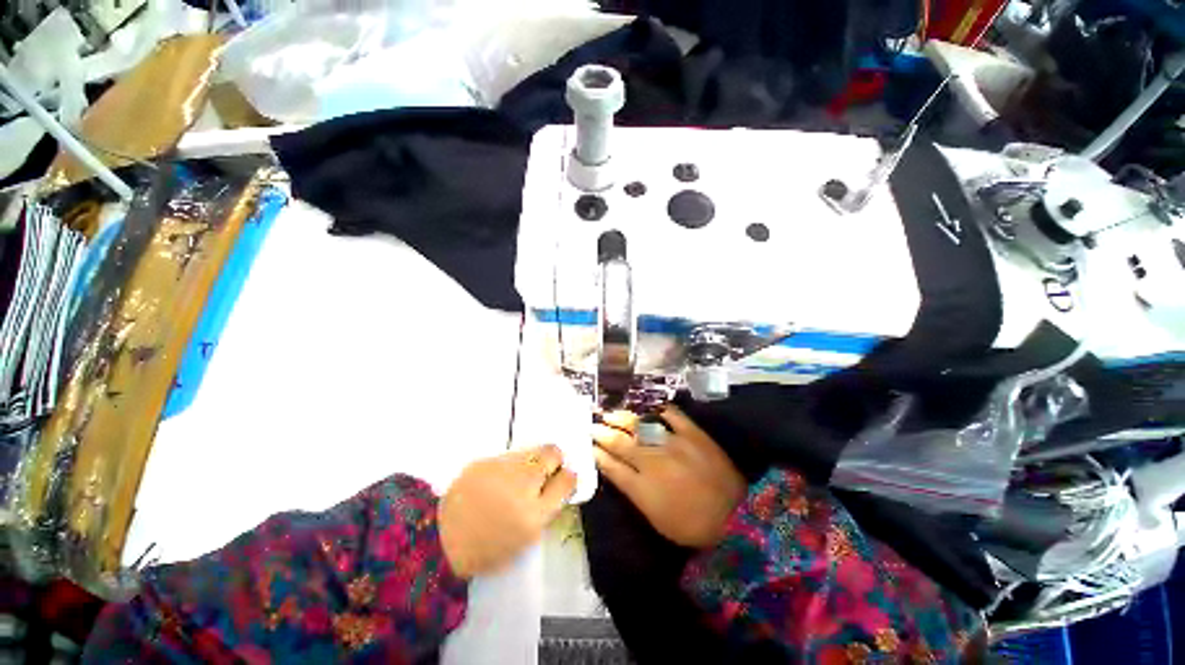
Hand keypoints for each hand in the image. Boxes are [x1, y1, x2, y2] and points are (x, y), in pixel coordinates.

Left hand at [439, 445, 576, 577]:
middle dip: (554, 459)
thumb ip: (546, 508)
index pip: (566, 480)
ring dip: (532, 461)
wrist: (439, 545)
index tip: (563, 479)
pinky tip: (498, 480)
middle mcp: (521, 486)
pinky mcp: (483, 462)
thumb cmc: (488, 550)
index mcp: (534, 514)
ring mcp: (501, 469)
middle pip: (552, 453)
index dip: (568, 478)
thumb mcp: (526, 539)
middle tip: (546, 471)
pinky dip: (510, 465)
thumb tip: (557, 481)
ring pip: (531, 450)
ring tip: (519, 477)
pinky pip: (508, 456)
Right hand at [592, 407, 745, 548]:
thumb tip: (616, 470)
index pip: (612, 466)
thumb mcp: (655, 518)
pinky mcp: (692, 434)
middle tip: (592, 425)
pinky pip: (671, 415)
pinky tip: (648, 407)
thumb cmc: (691, 525)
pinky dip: (658, 410)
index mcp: (642, 489)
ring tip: (610, 413)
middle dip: (603, 433)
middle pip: (621, 443)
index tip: (589, 445)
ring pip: (640, 426)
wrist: (735, 516)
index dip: (598, 454)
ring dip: (622, 418)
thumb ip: (633, 492)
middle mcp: (653, 463)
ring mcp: (673, 444)